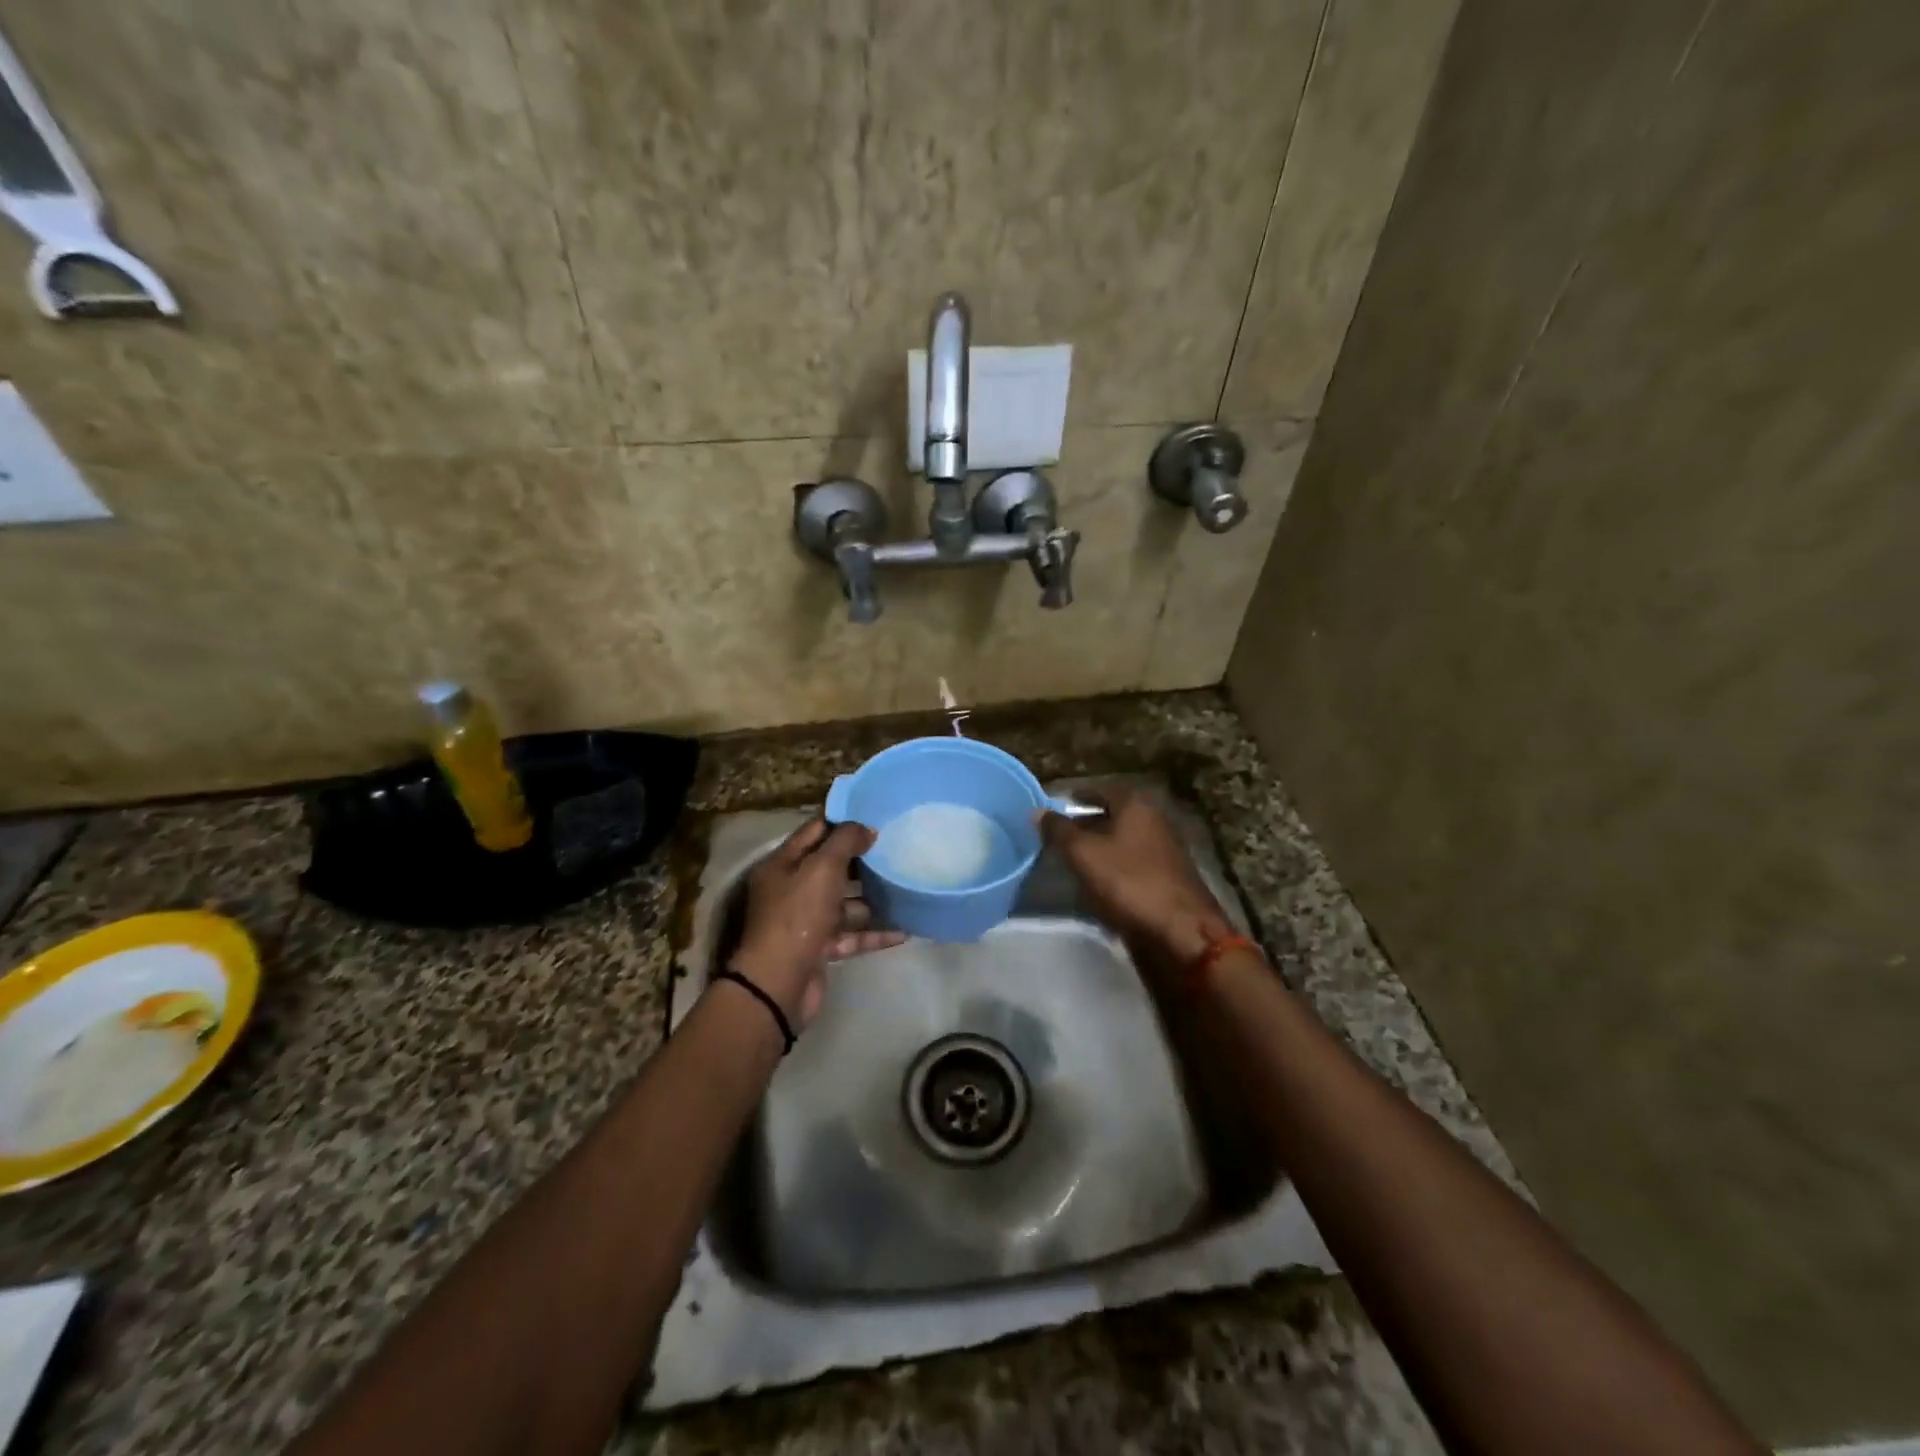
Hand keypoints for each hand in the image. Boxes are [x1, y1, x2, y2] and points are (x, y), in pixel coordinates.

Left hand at [729, 818, 904, 1028]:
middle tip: (896, 849)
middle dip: (862, 860)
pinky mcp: (820, 949)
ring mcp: (806, 921)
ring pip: (844, 903)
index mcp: (783, 864)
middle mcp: (792, 890)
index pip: (815, 831)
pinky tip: (903, 930)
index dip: (843, 822)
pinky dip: (874, 933)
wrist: (780, 983)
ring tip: (904, 888)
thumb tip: (866, 829)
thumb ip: (845, 842)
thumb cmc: (798, 915)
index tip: (875, 817)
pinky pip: (852, 935)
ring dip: (871, 898)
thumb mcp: (822, 868)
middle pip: (831, 867)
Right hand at [1039, 789, 1232, 964]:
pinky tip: (1096, 884)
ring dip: (1097, 848)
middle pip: (1111, 815)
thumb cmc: (1129, 882)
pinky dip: (1112, 868)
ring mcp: (1164, 849)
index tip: (1052, 809)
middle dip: (1083, 824)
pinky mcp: (1167, 877)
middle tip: (1056, 837)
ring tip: (1070, 861)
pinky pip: (1131, 863)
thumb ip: (1059, 830)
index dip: (1074, 797)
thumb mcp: (1083, 853)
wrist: (1182, 931)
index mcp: (1136, 804)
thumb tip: (1038, 811)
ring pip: (1121, 840)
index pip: (1098, 790)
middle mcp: (1154, 819)